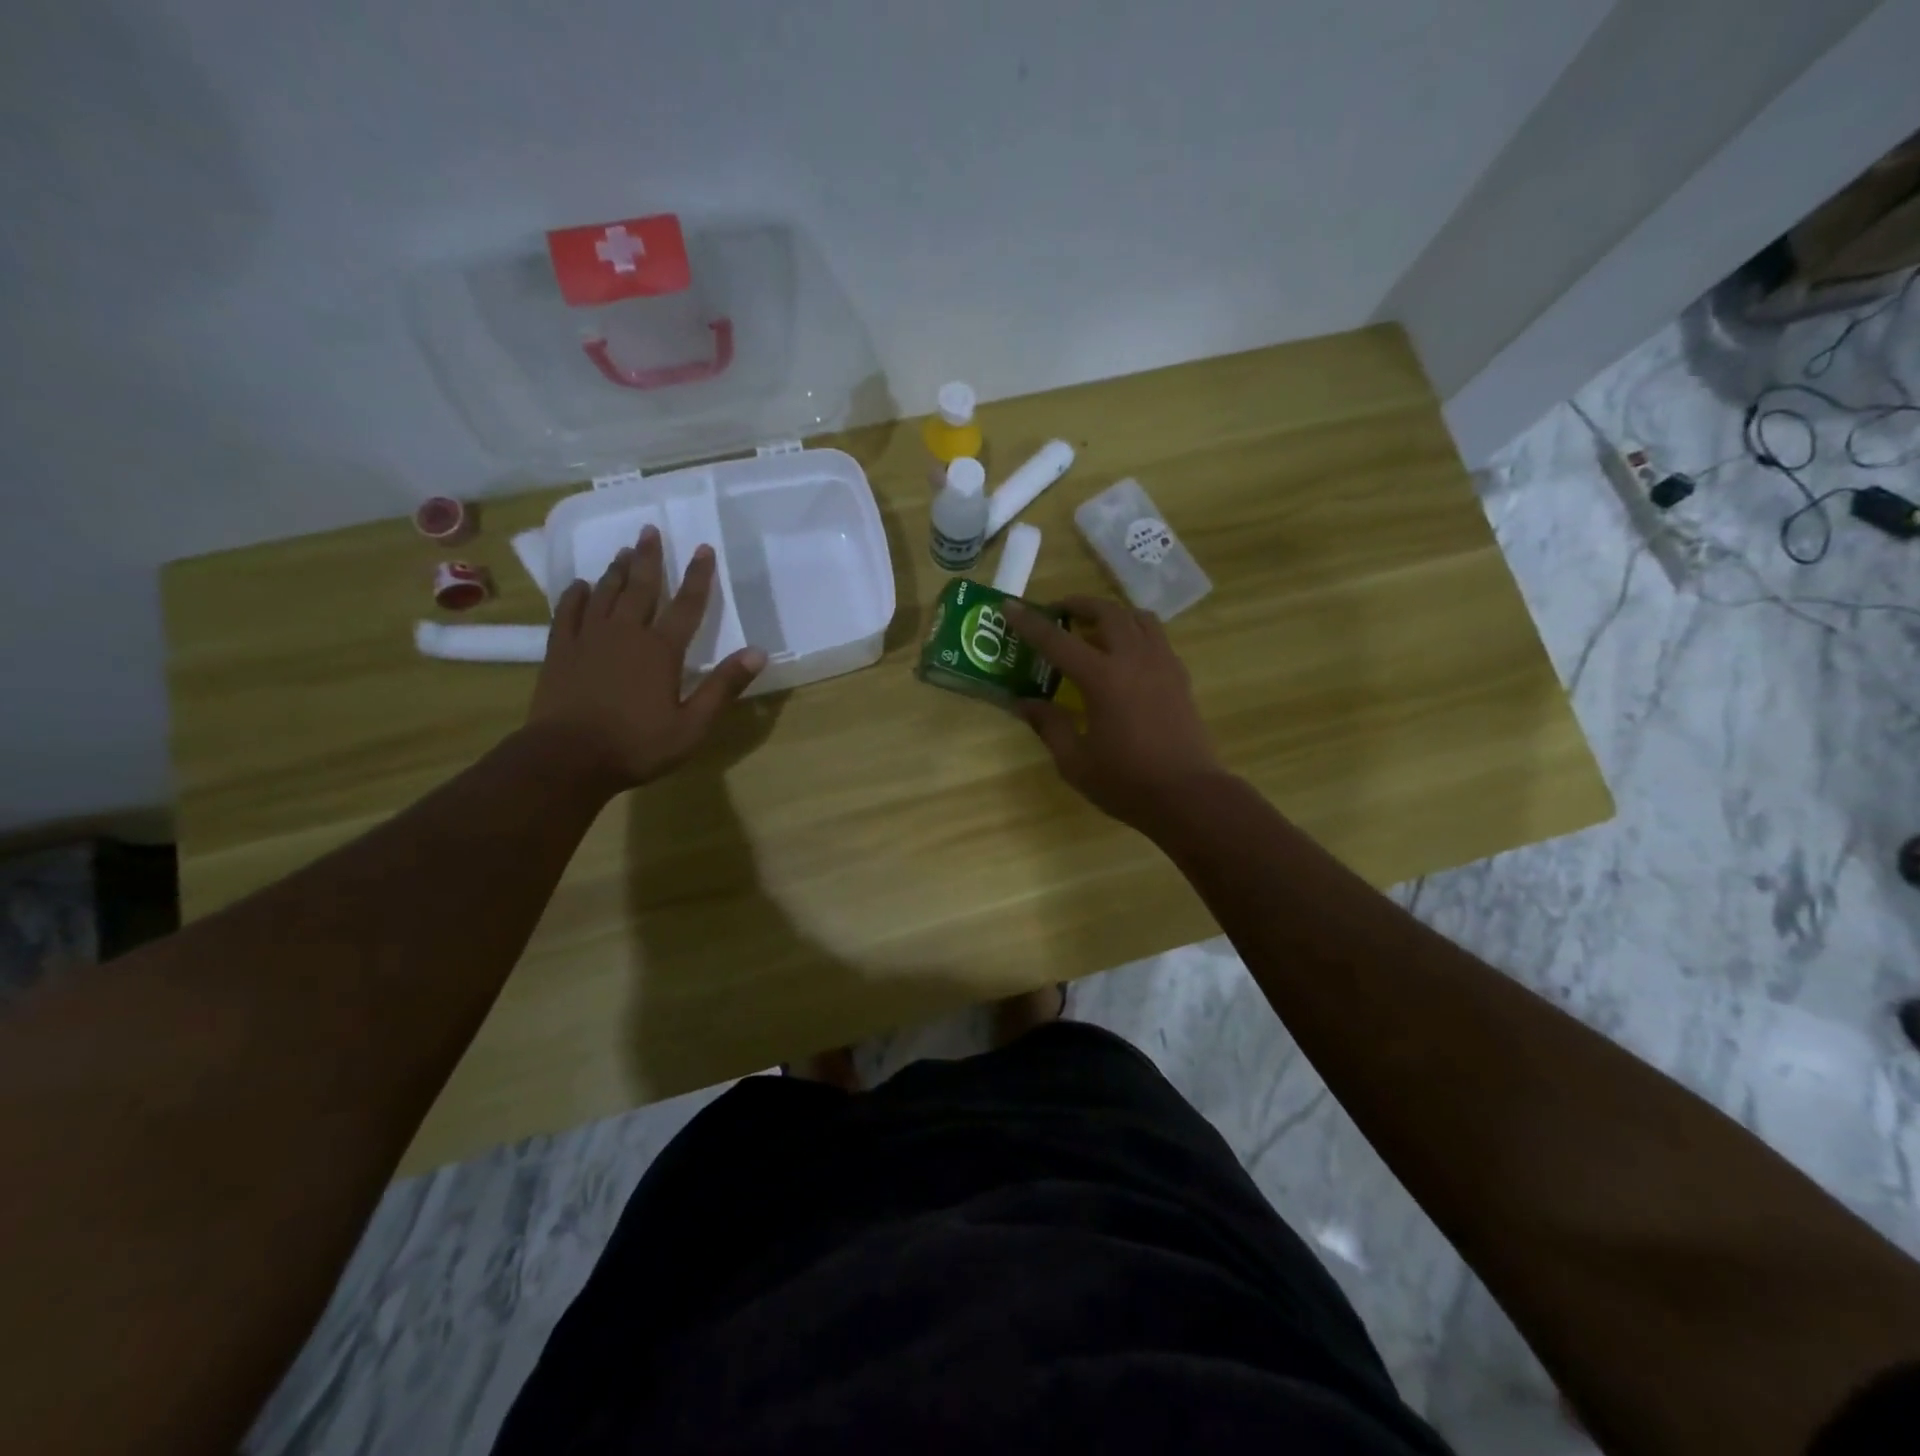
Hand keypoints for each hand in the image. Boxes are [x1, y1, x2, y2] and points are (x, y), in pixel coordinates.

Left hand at [526, 525, 765, 792]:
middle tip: (650, 530)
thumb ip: (723, 687)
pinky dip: (575, 596)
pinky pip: (568, 613)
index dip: (699, 577)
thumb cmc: (637, 745)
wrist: (567, 758)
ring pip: (605, 594)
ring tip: (625, 551)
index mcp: (661, 650)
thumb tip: (758, 653)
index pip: (687, 605)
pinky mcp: (561, 651)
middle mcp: (625, 633)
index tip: (704, 548)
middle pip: (641, 588)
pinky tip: (579, 586)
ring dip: (617, 571)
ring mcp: (589, 639)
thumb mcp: (692, 725)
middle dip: (650, 558)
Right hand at [1004, 595, 1221, 832]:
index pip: (1057, 641)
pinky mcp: (1180, 676)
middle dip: (1078, 604)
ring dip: (1112, 613)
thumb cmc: (1126, 782)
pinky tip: (1125, 656)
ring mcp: (1162, 664)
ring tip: (1094, 627)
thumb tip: (1025, 703)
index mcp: (1102, 679)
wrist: (1189, 796)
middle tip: (1059, 612)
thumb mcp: (1075, 761)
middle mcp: (1134, 659)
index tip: (1010, 606)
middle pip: (1106, 612)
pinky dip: (1135, 631)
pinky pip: (1156, 636)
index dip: (1030, 623)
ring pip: (1137, 617)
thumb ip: (1049, 725)